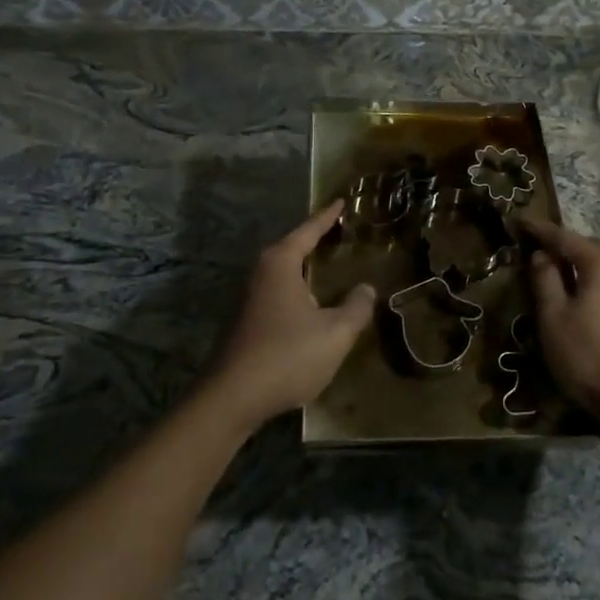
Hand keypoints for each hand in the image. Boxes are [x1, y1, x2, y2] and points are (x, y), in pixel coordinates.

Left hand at [207, 200, 375, 429]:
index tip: (342, 201)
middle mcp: (262, 273)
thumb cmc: (287, 355)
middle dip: (316, 240)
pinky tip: (313, 303)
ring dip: (307, 267)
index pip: (309, 230)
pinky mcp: (248, 321)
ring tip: (331, 264)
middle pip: (294, 247)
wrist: (233, 398)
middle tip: (342, 232)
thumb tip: (366, 289)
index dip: (327, 217)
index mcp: (281, 263)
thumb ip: (356, 308)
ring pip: (286, 272)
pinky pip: (281, 292)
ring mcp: (251, 298)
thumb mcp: (335, 333)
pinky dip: (300, 288)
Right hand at [519, 215, 599, 430]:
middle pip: (584, 246)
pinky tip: (573, 294)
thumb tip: (541, 255)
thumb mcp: (554, 317)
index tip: (516, 220)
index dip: (537, 229)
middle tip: (532, 244)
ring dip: (573, 263)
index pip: (562, 236)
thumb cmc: (589, 356)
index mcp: (599, 263)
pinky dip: (585, 280)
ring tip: (548, 269)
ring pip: (596, 265)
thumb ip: (545, 280)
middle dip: (559, 243)